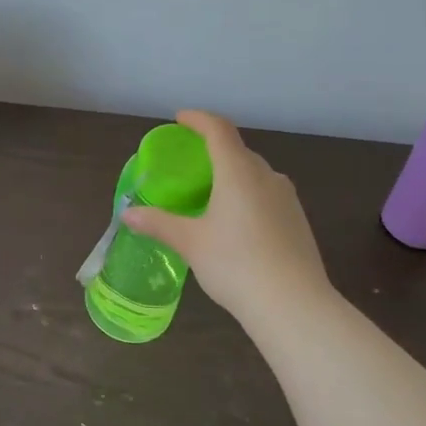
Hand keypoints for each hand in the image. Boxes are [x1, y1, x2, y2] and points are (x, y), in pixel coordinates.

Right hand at [121, 110, 333, 323]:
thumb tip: (127, 214)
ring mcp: (287, 198)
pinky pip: (267, 194)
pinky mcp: (298, 220)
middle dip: (213, 149)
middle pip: (237, 150)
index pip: (218, 130)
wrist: (294, 306)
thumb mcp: (190, 243)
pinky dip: (248, 195)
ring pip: (255, 173)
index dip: (198, 119)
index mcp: (238, 171)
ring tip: (211, 193)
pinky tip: (237, 222)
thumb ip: (158, 223)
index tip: (180, 119)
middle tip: (190, 163)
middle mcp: (266, 176)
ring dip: (232, 174)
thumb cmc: (236, 264)